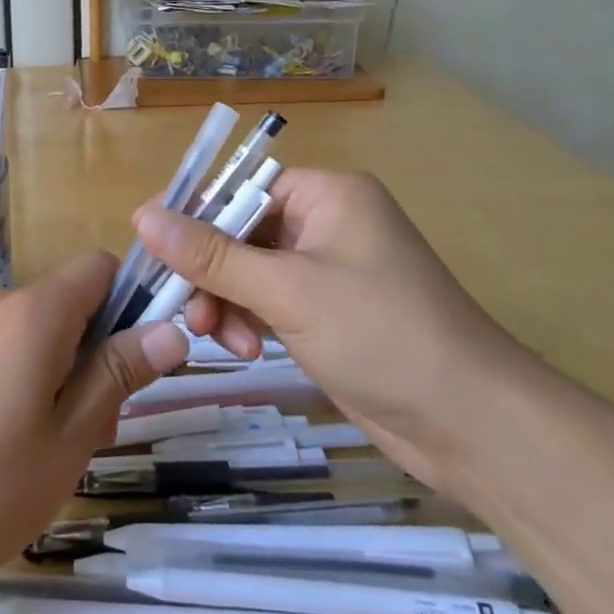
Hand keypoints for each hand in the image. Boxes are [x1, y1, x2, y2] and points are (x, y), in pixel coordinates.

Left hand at [0, 250, 188, 594]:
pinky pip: (2, 347)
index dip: (131, 301)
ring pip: (37, 331)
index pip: (101, 267)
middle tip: (92, 429)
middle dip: (96, 353)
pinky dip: (23, 378)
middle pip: (70, 304)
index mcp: (35, 312)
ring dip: (60, 372)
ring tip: (47, 449)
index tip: (137, 361)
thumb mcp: (70, 438)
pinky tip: (5, 443)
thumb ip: (119, 374)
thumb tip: (173, 328)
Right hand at [134, 170, 528, 488]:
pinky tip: (244, 350)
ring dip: (227, 302)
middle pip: (240, 232)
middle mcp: (326, 222)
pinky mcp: (327, 313)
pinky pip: (268, 301)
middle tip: (187, 312)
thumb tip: (141, 214)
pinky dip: (249, 321)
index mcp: (327, 195)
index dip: (194, 216)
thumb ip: (211, 254)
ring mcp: (328, 270)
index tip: (152, 249)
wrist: (472, 425)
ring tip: (219, 340)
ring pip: (249, 271)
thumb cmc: (381, 335)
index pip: (240, 188)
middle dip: (211, 272)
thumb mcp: (287, 290)